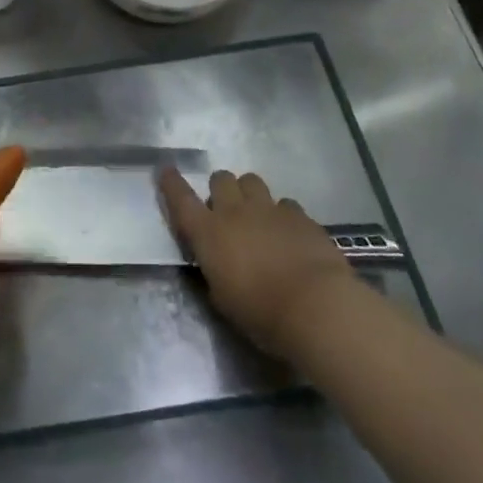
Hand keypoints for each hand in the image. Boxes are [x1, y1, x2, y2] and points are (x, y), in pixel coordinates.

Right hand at [158, 168, 353, 358]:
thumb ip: (215, 271)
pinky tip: (289, 233)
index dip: (171, 183)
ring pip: (252, 181)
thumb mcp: (223, 298)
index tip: (167, 170)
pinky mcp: (300, 216)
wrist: (315, 307)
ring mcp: (269, 209)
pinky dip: (282, 214)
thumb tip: (217, 262)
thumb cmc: (260, 313)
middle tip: (226, 210)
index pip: (181, 199)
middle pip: (221, 179)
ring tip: (257, 216)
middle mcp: (235, 212)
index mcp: (208, 232)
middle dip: (221, 189)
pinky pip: (285, 203)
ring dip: (249, 194)